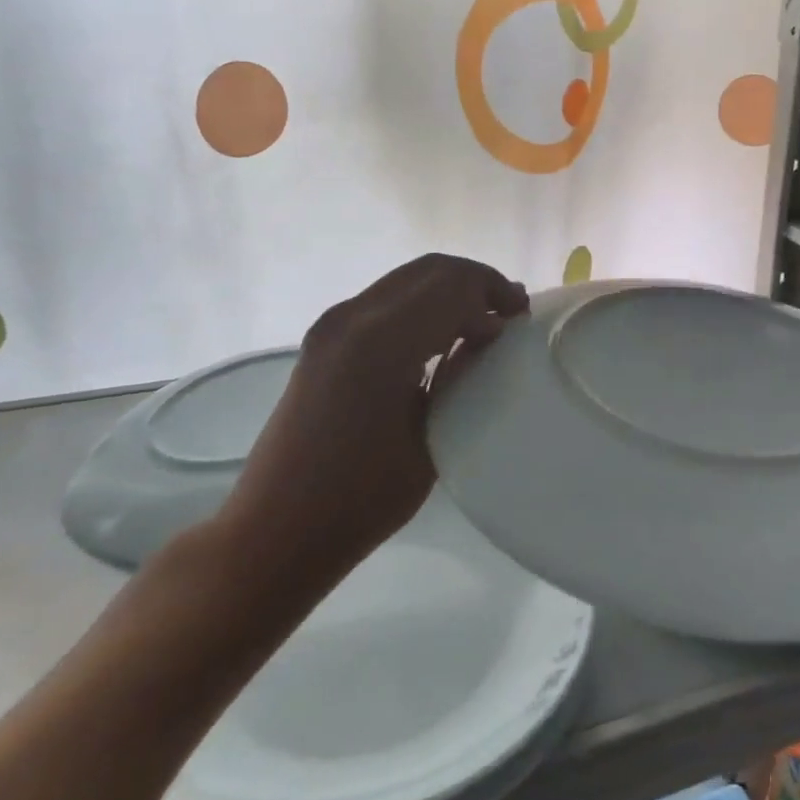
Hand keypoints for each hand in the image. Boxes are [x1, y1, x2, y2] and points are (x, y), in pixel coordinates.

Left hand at [215, 254, 528, 610]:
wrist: (276, 529)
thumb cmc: (362, 498)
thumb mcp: (431, 438)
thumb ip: (461, 376)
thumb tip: (485, 337)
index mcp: (382, 341)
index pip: (454, 286)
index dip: (495, 292)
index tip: (523, 317)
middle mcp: (353, 317)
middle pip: (431, 270)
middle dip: (476, 283)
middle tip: (510, 312)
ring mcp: (333, 325)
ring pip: (407, 280)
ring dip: (449, 292)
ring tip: (483, 323)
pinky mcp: (324, 339)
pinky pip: (386, 300)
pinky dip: (423, 305)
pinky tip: (442, 337)